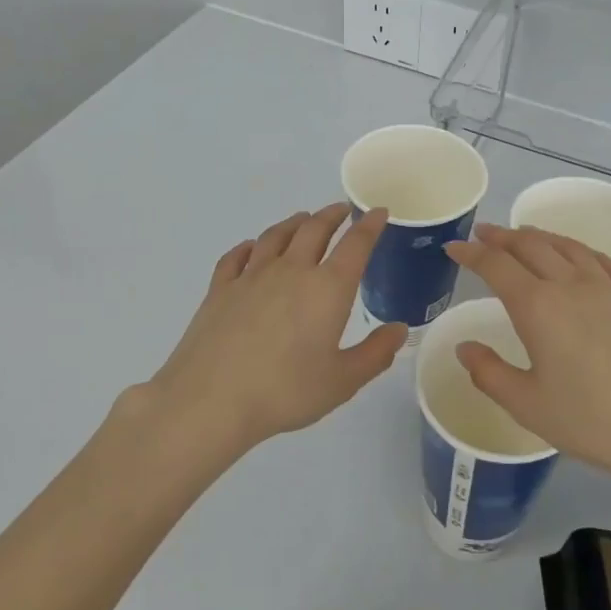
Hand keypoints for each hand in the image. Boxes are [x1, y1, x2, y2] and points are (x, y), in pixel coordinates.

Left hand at [142, 204, 406, 449]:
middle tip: (341, 210)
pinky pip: (237, 255)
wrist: (210, 400)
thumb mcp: (342, 381)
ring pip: (276, 235)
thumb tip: (399, 330)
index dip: (370, 226)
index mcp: (327, 289)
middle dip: (331, 215)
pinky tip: (252, 248)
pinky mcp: (220, 288)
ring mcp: (251, 276)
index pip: (355, 245)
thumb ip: (375, 354)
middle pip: (314, 229)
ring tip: (303, 220)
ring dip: (294, 223)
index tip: (378, 212)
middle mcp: (291, 271)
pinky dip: (250, 246)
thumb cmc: (285, 392)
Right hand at [445, 224, 610, 480]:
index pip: (496, 266)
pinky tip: (580, 256)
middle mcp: (571, 285)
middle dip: (503, 237)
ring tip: (525, 235)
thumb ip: (490, 373)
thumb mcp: (528, 405)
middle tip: (484, 234)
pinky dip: (582, 250)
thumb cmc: (593, 421)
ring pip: (568, 246)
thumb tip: (465, 348)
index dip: (471, 253)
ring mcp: (608, 289)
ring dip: (540, 236)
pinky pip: (603, 261)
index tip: (454, 247)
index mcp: (538, 306)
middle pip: (531, 246)